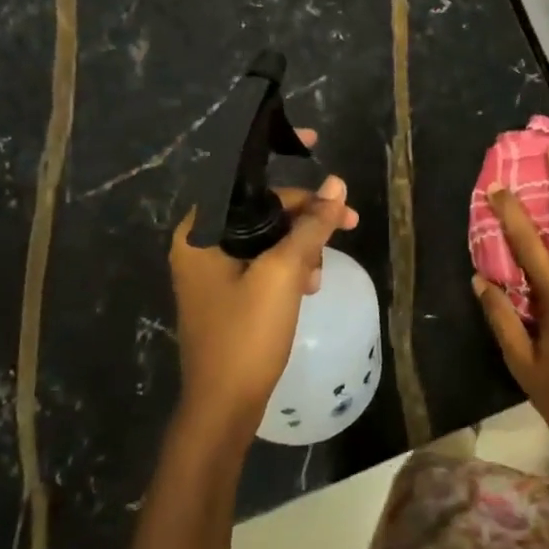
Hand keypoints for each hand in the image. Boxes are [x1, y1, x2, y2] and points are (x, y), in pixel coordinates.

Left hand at [168, 130, 358, 441]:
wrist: (224, 407)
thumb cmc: (247, 334)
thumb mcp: (284, 272)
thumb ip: (311, 225)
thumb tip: (337, 185)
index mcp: (200, 232)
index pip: (238, 174)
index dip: (276, 151)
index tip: (313, 141)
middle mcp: (200, 244)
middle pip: (260, 207)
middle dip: (305, 214)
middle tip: (348, 223)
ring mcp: (213, 270)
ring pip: (267, 234)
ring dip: (302, 243)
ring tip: (321, 271)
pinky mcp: (228, 291)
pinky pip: (264, 260)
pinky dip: (290, 264)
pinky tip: (309, 284)